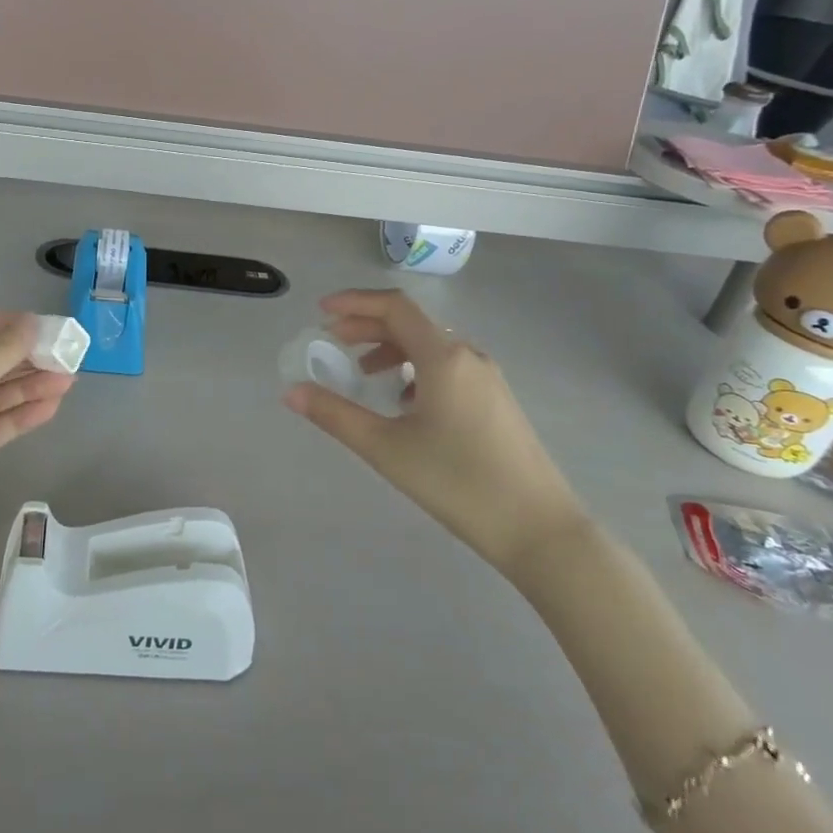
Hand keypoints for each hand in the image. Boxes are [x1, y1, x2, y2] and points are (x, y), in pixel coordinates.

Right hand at [282, 290, 586, 579]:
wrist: (540, 530)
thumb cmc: (458, 482)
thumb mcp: (386, 449)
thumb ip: (335, 415)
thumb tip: (291, 391)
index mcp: (443, 357)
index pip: (395, 307)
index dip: (354, 302)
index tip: (321, 313)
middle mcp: (468, 356)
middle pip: (411, 323)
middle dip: (367, 326)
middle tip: (331, 341)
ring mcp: (487, 378)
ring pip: (430, 346)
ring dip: (390, 349)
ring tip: (363, 373)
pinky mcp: (496, 401)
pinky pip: (447, 367)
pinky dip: (415, 369)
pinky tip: (404, 402)